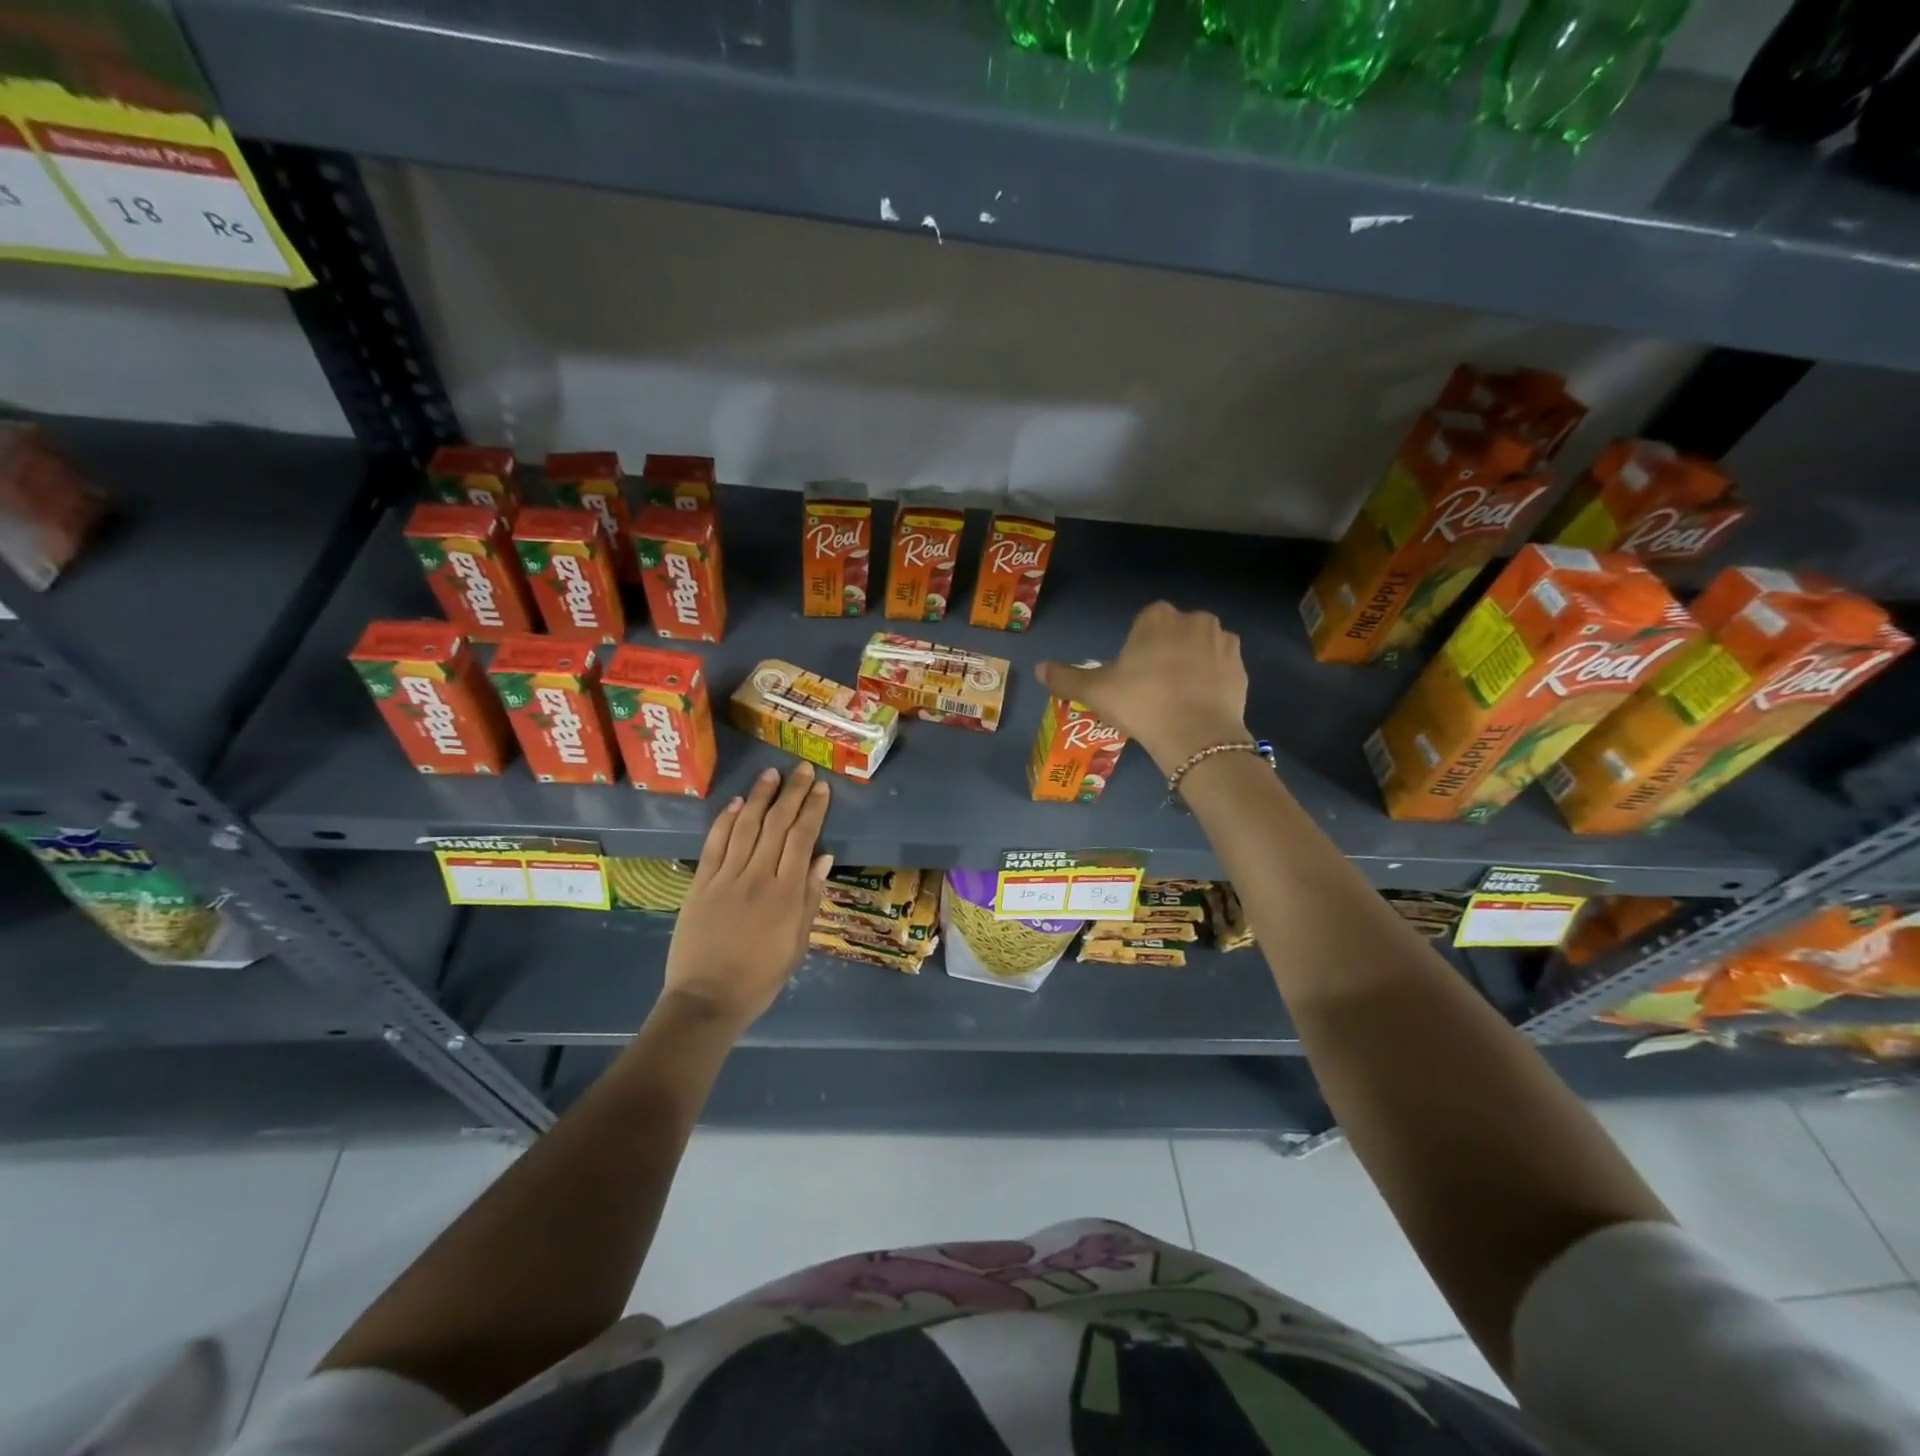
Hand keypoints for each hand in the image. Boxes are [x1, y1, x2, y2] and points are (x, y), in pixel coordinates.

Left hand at [660, 763, 832, 1034]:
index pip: (802, 839)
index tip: (821, 788)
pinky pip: (715, 844)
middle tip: (802, 769)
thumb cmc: (760, 978)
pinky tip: (736, 803)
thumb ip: (810, 899)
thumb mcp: (797, 944)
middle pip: (777, 825)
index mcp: (786, 894)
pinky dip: (726, 821)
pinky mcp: (700, 884)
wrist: (706, 1000)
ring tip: (771, 774)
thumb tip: (824, 858)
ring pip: (746, 827)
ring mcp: (725, 878)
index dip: (812, 810)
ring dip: (759, 797)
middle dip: (791, 793)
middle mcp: (757, 877)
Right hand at [1037, 601, 1250, 773]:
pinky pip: (1221, 667)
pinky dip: (1212, 679)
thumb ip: (1066, 678)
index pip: (1144, 622)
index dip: (1137, 648)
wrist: (1196, 735)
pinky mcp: (1241, 667)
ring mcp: (1222, 641)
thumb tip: (1039, 668)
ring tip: (1177, 697)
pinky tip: (1199, 703)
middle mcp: (1193, 619)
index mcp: (1157, 617)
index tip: (1131, 675)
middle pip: (1174, 632)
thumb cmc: (1141, 703)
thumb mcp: (1095, 692)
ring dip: (1191, 663)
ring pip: (1200, 647)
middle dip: (1166, 651)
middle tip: (1152, 687)